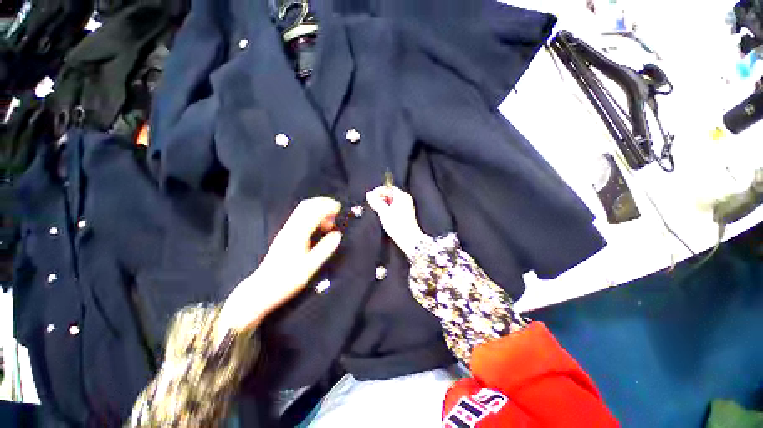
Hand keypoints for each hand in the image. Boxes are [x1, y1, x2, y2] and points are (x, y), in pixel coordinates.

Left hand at [219, 197, 342, 332]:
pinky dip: (312, 215)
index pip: (313, 211)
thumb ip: (324, 249)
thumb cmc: (286, 280)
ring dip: (318, 209)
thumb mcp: (309, 267)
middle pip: (306, 205)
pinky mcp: (285, 235)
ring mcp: (286, 230)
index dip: (327, 206)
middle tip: (336, 212)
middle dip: (323, 203)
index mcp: (297, 234)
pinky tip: (318, 227)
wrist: (262, 289)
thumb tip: (337, 235)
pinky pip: (300, 217)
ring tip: (329, 222)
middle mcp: (290, 228)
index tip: (339, 209)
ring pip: (302, 210)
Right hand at [367, 185, 427, 257]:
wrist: (409, 239)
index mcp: (402, 196)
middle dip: (380, 197)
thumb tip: (369, 195)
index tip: (371, 197)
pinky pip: (394, 207)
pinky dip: (387, 208)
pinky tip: (383, 215)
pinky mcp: (405, 214)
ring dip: (383, 204)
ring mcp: (406, 207)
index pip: (388, 187)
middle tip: (372, 203)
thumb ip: (376, 201)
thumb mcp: (384, 212)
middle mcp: (406, 199)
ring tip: (376, 210)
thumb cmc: (398, 225)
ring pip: (392, 201)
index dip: (378, 191)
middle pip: (390, 194)